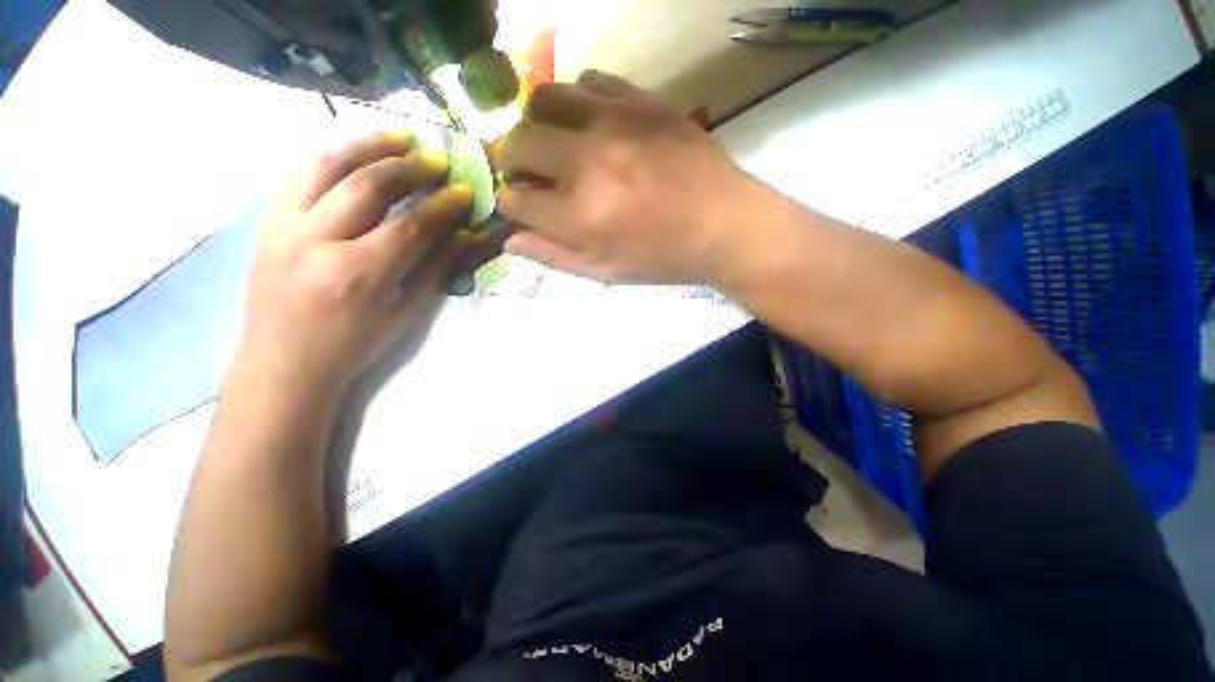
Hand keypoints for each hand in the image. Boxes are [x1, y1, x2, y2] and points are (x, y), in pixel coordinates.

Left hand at [237, 131, 471, 392]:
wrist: (279, 367)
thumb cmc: (343, 353)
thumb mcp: (396, 323)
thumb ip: (431, 272)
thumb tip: (462, 230)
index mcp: (355, 278)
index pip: (409, 225)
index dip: (442, 205)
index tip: (462, 191)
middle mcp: (317, 244)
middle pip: (370, 184)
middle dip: (411, 166)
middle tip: (436, 161)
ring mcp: (286, 229)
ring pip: (330, 165)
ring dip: (370, 144)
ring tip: (399, 138)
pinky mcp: (269, 224)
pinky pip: (297, 174)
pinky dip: (328, 157)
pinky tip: (351, 155)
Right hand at [496, 70, 758, 283]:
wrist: (730, 222)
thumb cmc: (668, 255)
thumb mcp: (607, 271)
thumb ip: (551, 255)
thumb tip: (507, 236)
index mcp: (581, 214)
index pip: (514, 197)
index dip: (512, 200)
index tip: (524, 198)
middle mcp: (591, 161)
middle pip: (519, 141)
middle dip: (512, 156)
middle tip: (530, 163)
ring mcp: (618, 123)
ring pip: (545, 97)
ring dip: (538, 117)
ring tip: (555, 131)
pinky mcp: (643, 101)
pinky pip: (591, 79)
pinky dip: (581, 95)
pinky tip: (593, 114)